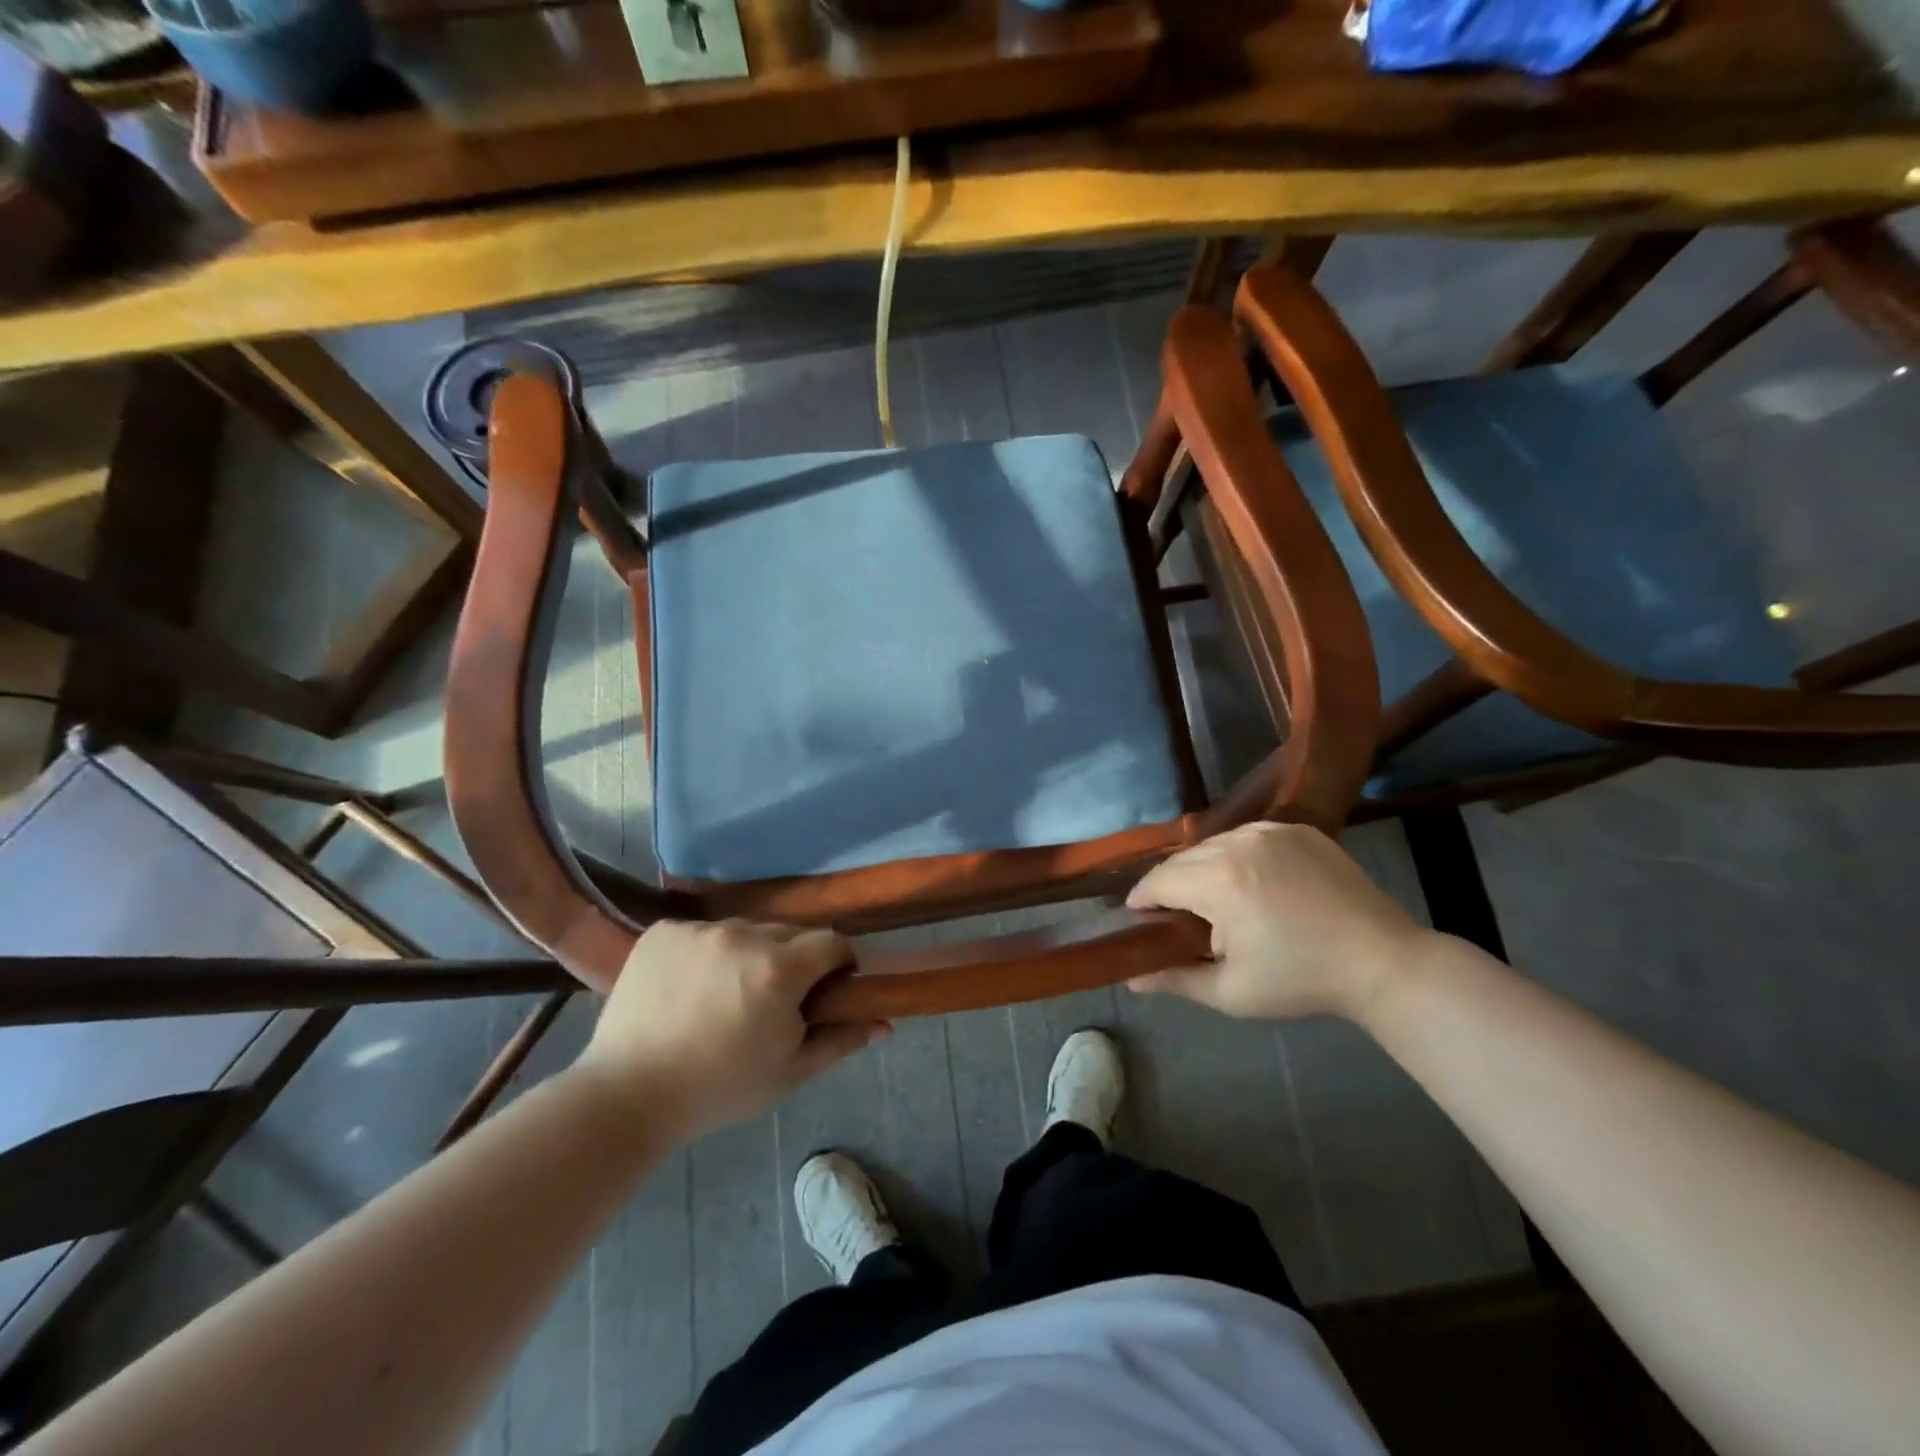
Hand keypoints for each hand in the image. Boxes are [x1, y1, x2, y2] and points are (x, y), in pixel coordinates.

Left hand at [572, 920, 886, 1141]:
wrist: (627, 1095)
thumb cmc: (718, 1089)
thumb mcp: (789, 1072)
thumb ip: (840, 1039)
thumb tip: (884, 1023)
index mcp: (780, 969)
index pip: (832, 942)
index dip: (838, 964)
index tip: (828, 989)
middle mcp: (743, 935)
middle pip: (789, 933)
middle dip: (794, 960)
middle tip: (774, 1000)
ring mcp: (700, 929)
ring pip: (746, 931)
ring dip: (750, 954)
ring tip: (726, 995)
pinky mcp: (664, 930)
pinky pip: (704, 932)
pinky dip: (707, 952)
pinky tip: (691, 987)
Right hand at [1125, 821, 1433, 1020]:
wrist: (1383, 962)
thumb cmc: (1301, 981)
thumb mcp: (1232, 993)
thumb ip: (1175, 980)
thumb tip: (1131, 979)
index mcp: (1219, 881)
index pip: (1158, 881)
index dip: (1142, 900)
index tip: (1139, 918)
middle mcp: (1238, 843)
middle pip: (1182, 859)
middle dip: (1171, 885)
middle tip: (1178, 917)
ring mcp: (1270, 831)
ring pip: (1213, 844)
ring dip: (1202, 869)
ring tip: (1215, 900)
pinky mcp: (1297, 829)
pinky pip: (1247, 837)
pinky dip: (1236, 857)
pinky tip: (1251, 884)